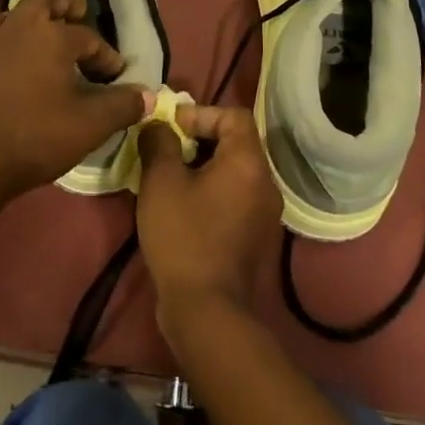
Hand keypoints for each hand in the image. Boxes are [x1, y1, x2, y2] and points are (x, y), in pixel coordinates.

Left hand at [0, 0, 149, 203]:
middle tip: (81, 14)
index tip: (118, 76)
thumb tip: (148, 95)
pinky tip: (19, 53)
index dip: (107, 56)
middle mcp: (22, 29)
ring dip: (36, 15)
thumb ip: (123, 105)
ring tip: (50, 27)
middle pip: (45, 3)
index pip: (89, 39)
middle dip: (66, 6)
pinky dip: (9, 32)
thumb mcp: (91, 124)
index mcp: (52, 36)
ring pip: (16, 13)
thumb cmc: (38, 136)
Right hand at [136, 103, 281, 336]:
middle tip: (166, 150)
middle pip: (236, 142)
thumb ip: (159, 142)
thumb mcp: (161, 181)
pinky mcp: (256, 237)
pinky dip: (212, 190)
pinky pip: (236, 197)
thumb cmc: (183, 236)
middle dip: (199, 139)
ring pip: (235, 172)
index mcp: (249, 163)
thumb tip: (158, 125)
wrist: (207, 310)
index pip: (234, 116)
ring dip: (204, 166)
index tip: (171, 128)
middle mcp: (266, 183)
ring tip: (170, 177)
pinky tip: (183, 206)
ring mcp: (266, 214)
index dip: (201, 113)